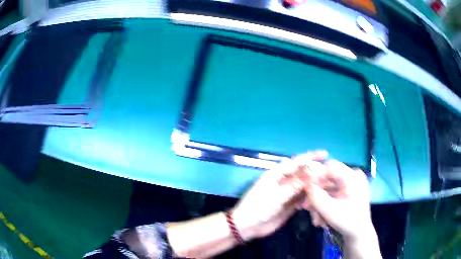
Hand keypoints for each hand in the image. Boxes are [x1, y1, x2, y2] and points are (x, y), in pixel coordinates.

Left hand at [231, 151, 327, 240]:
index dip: (311, 157)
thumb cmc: (258, 207)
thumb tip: (312, 171)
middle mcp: (284, 181)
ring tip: (329, 184)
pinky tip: (319, 198)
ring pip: (304, 186)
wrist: (247, 226)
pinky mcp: (289, 205)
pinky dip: (310, 197)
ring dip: (314, 185)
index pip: (297, 162)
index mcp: (277, 174)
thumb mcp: (277, 195)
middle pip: (302, 173)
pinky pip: (302, 198)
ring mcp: (287, 193)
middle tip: (331, 172)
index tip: (325, 154)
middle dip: (315, 171)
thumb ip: (295, 184)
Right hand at [302, 160, 373, 241]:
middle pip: (328, 178)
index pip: (330, 166)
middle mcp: (353, 176)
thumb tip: (305, 184)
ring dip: (319, 202)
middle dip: (316, 194)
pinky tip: (321, 216)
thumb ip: (316, 196)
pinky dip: (326, 203)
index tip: (305, 188)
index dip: (316, 175)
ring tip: (315, 218)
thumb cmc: (348, 222)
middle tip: (306, 207)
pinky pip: (333, 193)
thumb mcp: (329, 210)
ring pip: (329, 187)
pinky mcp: (350, 191)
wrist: (359, 233)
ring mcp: (352, 184)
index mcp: (353, 176)